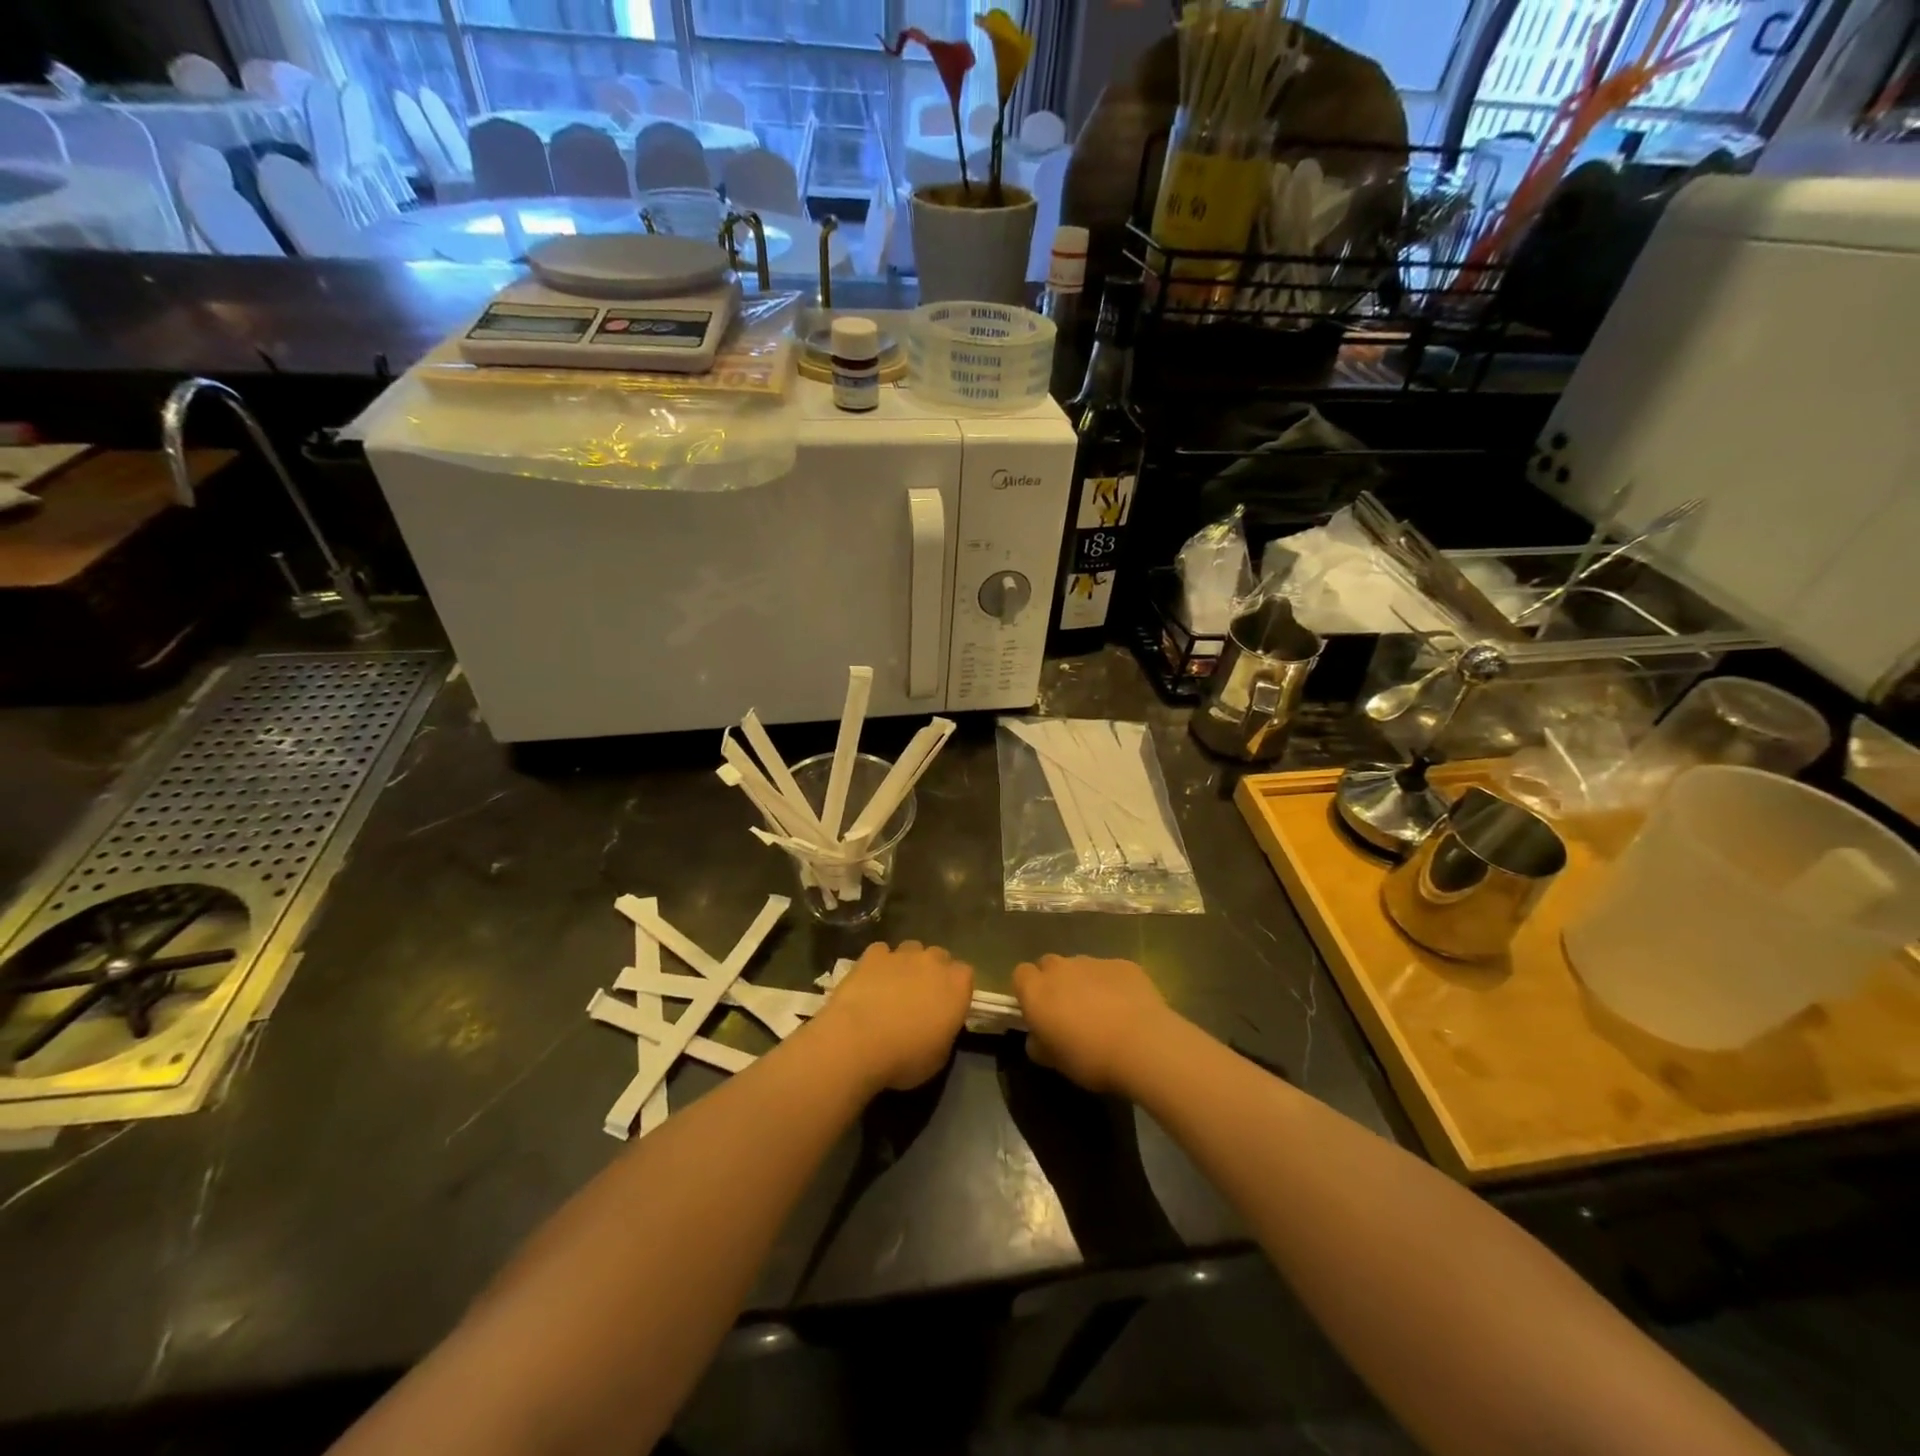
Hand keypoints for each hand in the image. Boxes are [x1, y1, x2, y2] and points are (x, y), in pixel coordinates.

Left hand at [814, 941, 972, 1093]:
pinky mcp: (873, 955)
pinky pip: (881, 952)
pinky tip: (870, 981)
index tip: (946, 1005)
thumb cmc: (905, 1057)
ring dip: (907, 964)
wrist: (858, 1042)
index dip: (955, 989)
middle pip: (939, 957)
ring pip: (911, 949)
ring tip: (893, 987)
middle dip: (932, 972)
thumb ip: (945, 1031)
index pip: (965, 975)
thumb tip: (938, 1025)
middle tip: (920, 997)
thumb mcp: (939, 1056)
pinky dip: (879, 963)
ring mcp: (902, 954)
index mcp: (957, 985)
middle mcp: (933, 962)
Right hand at [1013, 954, 1178, 1095]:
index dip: (1027, 991)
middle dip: (1055, 982)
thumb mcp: (1055, 1062)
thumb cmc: (1090, 1058)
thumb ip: (1039, 1045)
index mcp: (1037, 991)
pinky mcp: (1123, 964)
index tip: (1039, 1012)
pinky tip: (1128, 1008)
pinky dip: (1113, 984)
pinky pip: (1110, 971)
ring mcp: (1093, 962)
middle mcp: (1061, 968)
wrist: (1143, 1045)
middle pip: (1049, 965)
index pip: (1020, 975)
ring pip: (1081, 967)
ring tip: (1103, 1011)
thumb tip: (1037, 1037)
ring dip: (1084, 983)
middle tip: (1069, 1011)